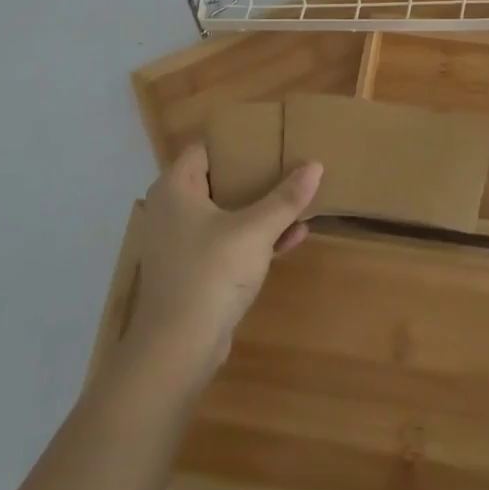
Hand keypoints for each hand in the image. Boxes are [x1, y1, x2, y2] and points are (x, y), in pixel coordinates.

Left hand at [121, 145, 322, 390]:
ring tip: (298, 198)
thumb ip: (286, 198)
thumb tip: (315, 165)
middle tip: (288, 164)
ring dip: (260, 209)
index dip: (237, 141)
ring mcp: (181, 244)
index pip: (205, 149)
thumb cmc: (210, 273)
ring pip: (226, 214)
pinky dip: (255, 238)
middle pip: (219, 180)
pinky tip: (293, 236)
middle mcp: (173, 210)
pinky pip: (227, 243)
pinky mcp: (193, 272)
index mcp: (177, 188)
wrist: (177, 350)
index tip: (270, 138)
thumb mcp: (255, 231)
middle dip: (255, 176)